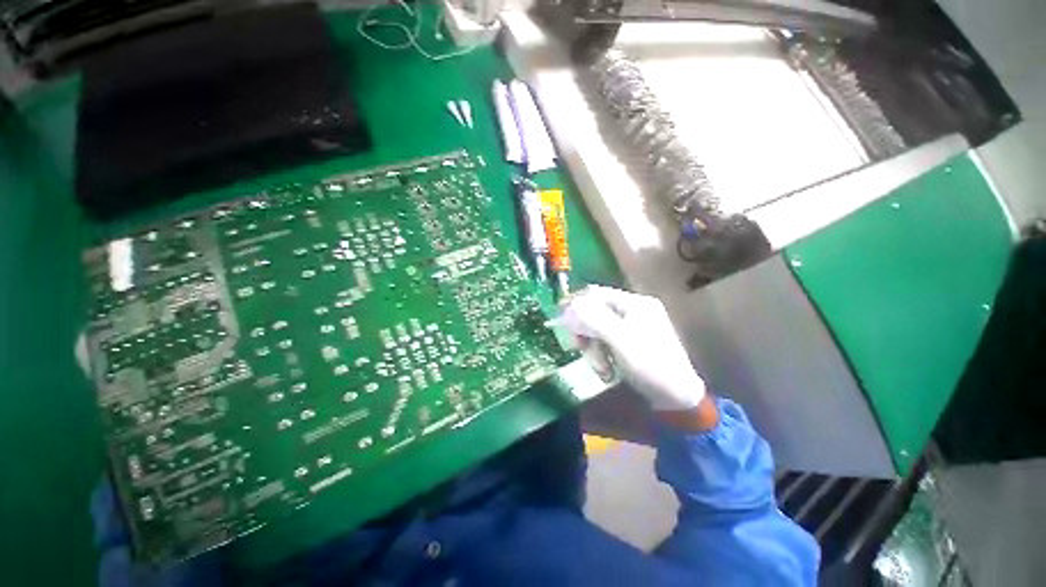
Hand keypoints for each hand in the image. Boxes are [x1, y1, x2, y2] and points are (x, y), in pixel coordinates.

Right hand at [554, 285, 705, 411]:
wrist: (677, 398)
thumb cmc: (650, 365)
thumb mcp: (620, 340)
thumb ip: (594, 319)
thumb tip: (571, 304)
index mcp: (635, 303)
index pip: (597, 294)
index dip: (576, 304)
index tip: (561, 320)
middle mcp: (634, 311)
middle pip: (595, 313)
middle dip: (587, 334)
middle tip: (580, 349)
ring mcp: (633, 327)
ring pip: (599, 330)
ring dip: (594, 350)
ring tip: (602, 370)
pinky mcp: (631, 343)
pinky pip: (607, 343)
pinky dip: (603, 356)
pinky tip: (608, 372)